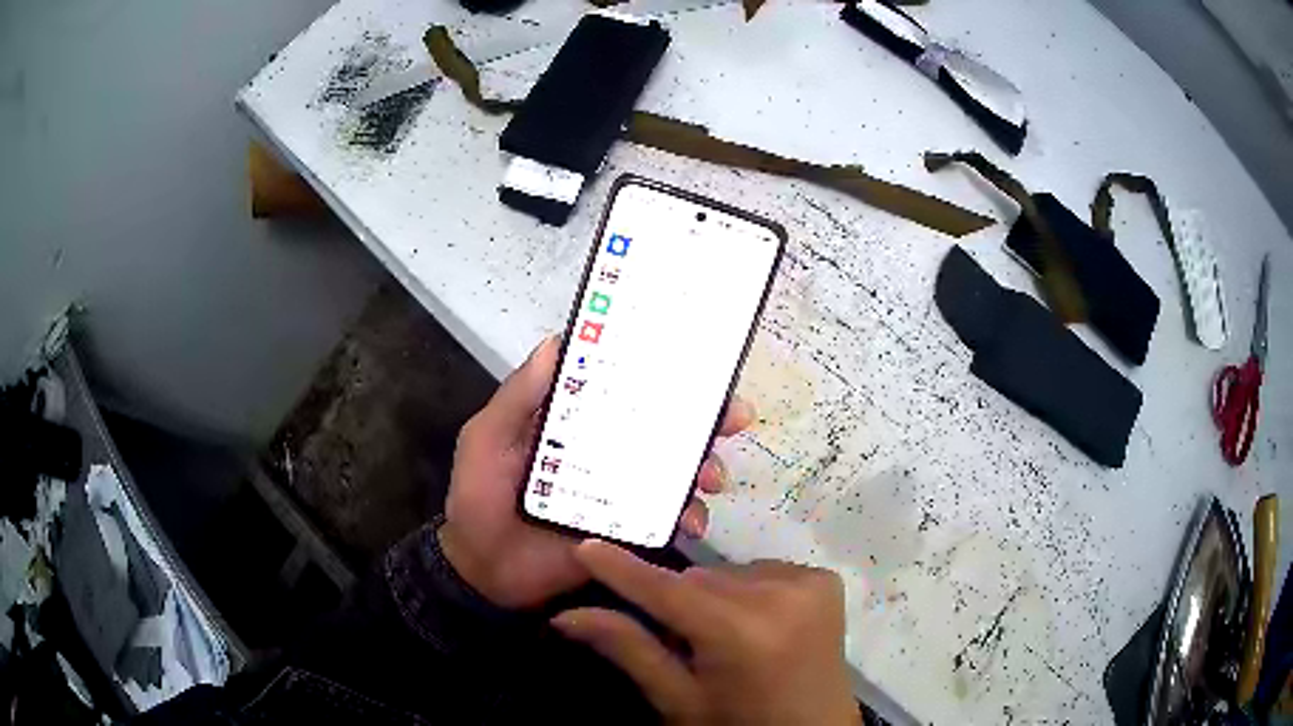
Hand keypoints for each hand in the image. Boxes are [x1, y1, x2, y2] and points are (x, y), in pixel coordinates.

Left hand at [438, 336, 754, 608]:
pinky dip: (689, 517)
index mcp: (573, 424)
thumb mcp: (487, 439)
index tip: (698, 363)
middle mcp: (604, 452)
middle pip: (662, 428)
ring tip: (713, 477)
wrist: (483, 572)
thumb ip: (518, 397)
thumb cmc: (479, 498)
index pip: (623, 389)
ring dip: (705, 467)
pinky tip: (693, 522)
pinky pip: (668, 519)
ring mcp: (619, 492)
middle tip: (735, 417)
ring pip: (675, 472)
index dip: (660, 374)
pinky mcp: (628, 530)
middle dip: (704, 420)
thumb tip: (556, 340)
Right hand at [551, 541, 859, 725]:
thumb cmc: (739, 725)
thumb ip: (628, 650)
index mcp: (740, 633)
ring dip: (715, 598)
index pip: (666, 590)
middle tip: (688, 644)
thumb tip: (566, 616)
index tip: (586, 546)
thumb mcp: (678, 700)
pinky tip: (760, 627)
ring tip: (728, 640)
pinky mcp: (825, 580)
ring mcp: (808, 583)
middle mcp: (779, 595)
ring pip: (728, 573)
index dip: (623, 570)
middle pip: (699, 579)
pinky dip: (750, 593)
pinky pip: (763, 572)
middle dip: (682, 604)